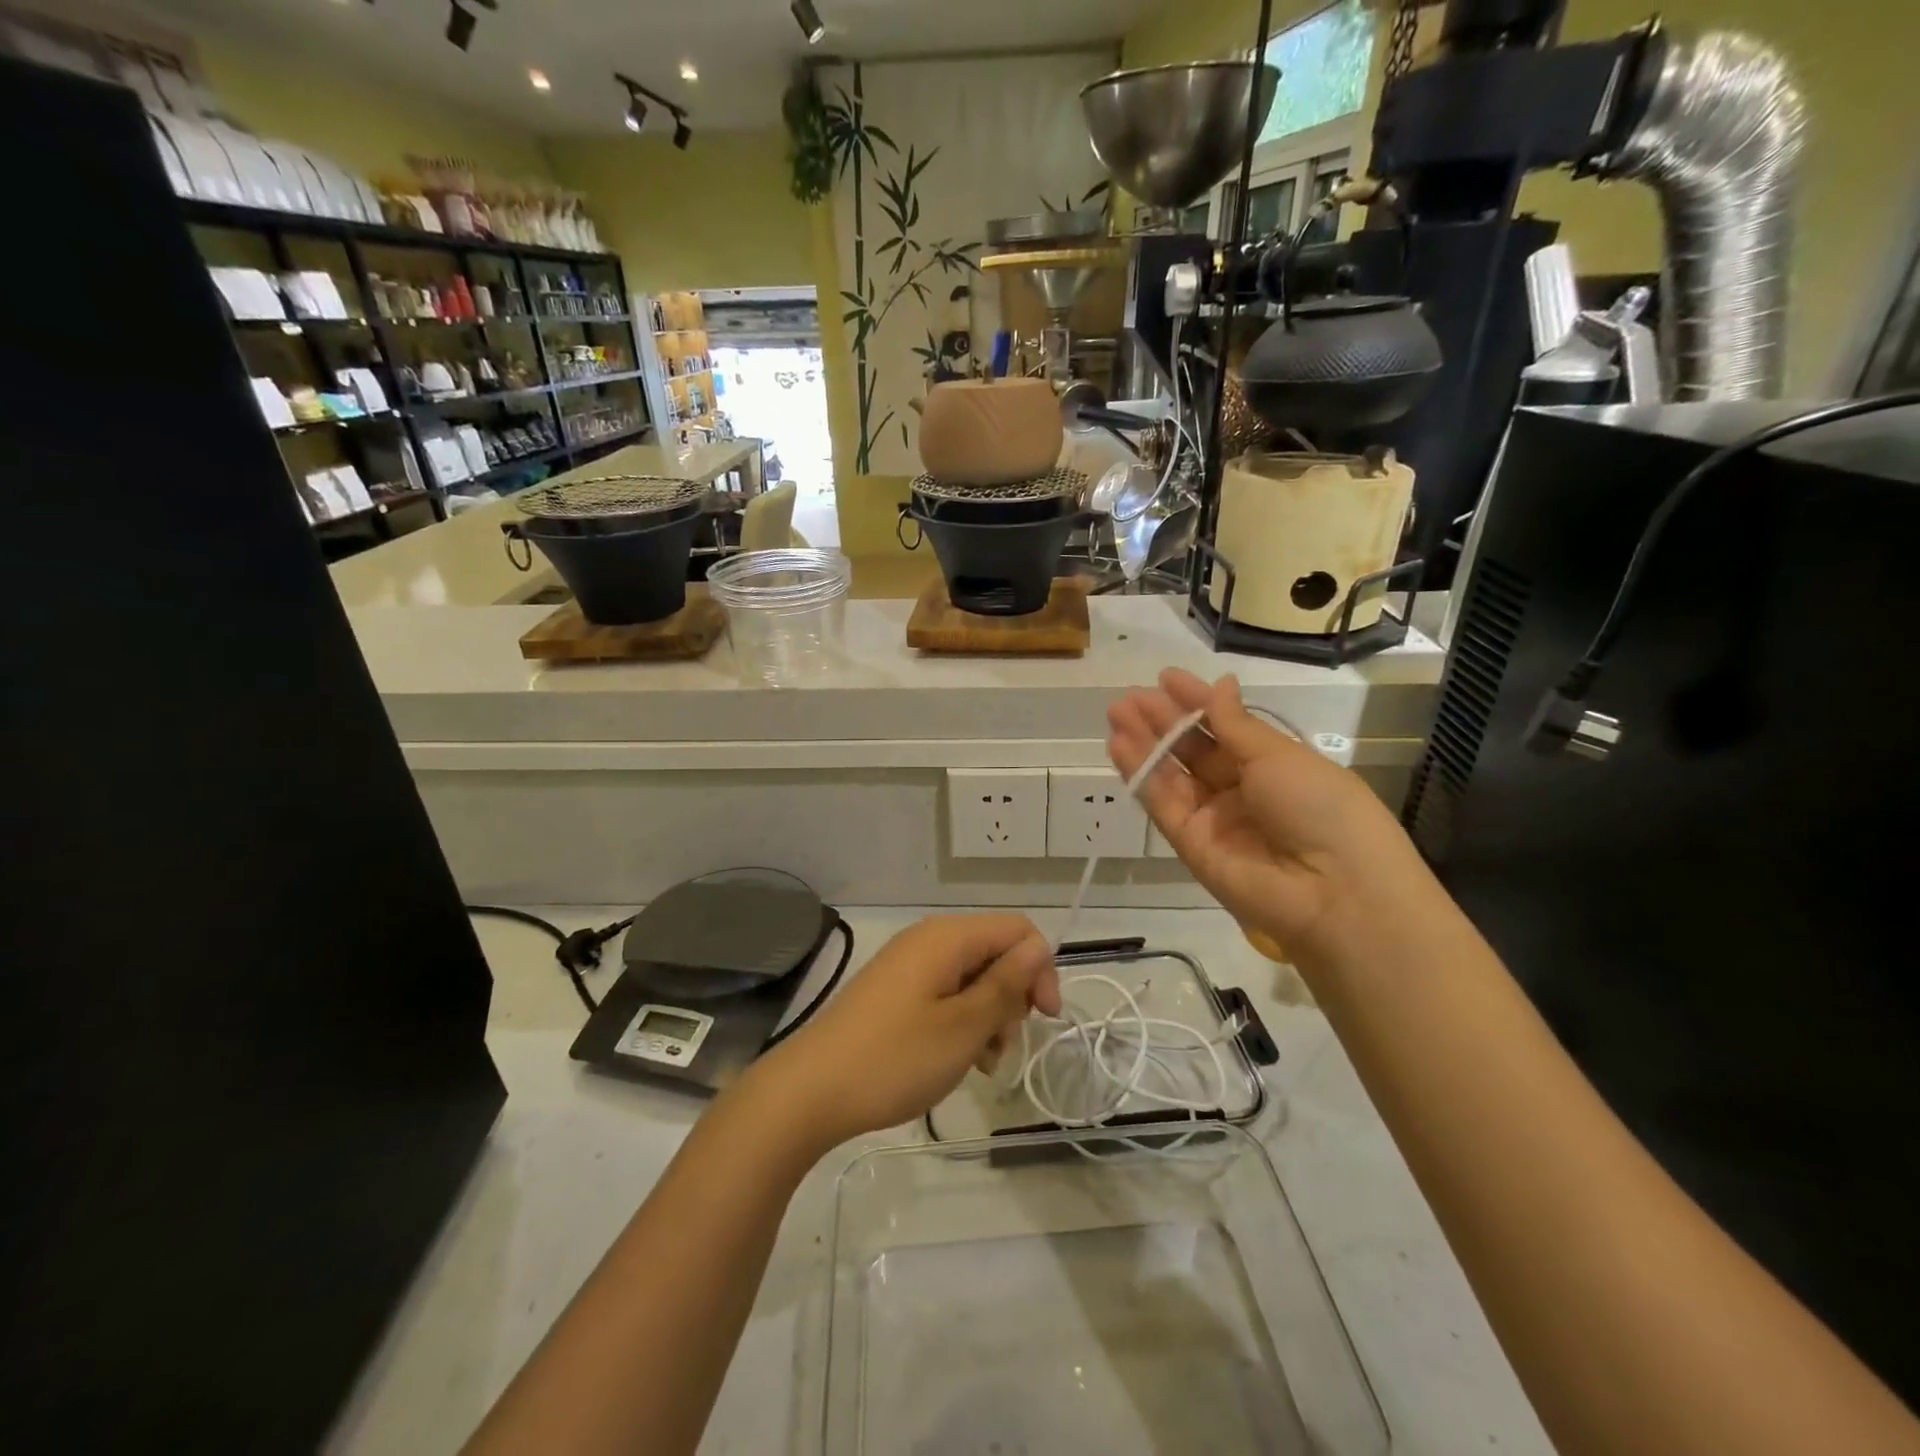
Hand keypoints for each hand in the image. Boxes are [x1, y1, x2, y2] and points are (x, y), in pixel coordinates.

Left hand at [753, 914, 1059, 1149]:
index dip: (1040, 970)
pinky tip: (955, 1059)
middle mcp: (928, 940)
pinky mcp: (894, 990)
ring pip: (972, 977)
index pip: (1018, 931)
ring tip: (979, 1062)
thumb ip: (1006, 984)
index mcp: (948, 937)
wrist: (809, 1091)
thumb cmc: (894, 1058)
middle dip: (1012, 997)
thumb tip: (1039, 947)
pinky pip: (944, 993)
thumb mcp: (963, 1027)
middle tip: (1002, 1046)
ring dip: (988, 1016)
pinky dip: (960, 1021)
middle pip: (995, 952)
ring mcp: (907, 964)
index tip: (1043, 1020)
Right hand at [1108, 668, 1429, 967]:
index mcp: (1273, 766)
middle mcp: (1240, 791)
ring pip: (1171, 775)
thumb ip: (1236, 724)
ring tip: (1116, 712)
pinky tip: (1120, 745)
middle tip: (1129, 696)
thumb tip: (1220, 685)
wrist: (1333, 891)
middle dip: (1163, 720)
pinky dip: (1140, 774)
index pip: (1225, 727)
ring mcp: (1213, 819)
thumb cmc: (1320, 807)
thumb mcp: (1280, 756)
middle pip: (1193, 750)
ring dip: (1144, 743)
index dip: (1196, 702)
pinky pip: (1162, 803)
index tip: (1165, 678)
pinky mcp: (1189, 846)